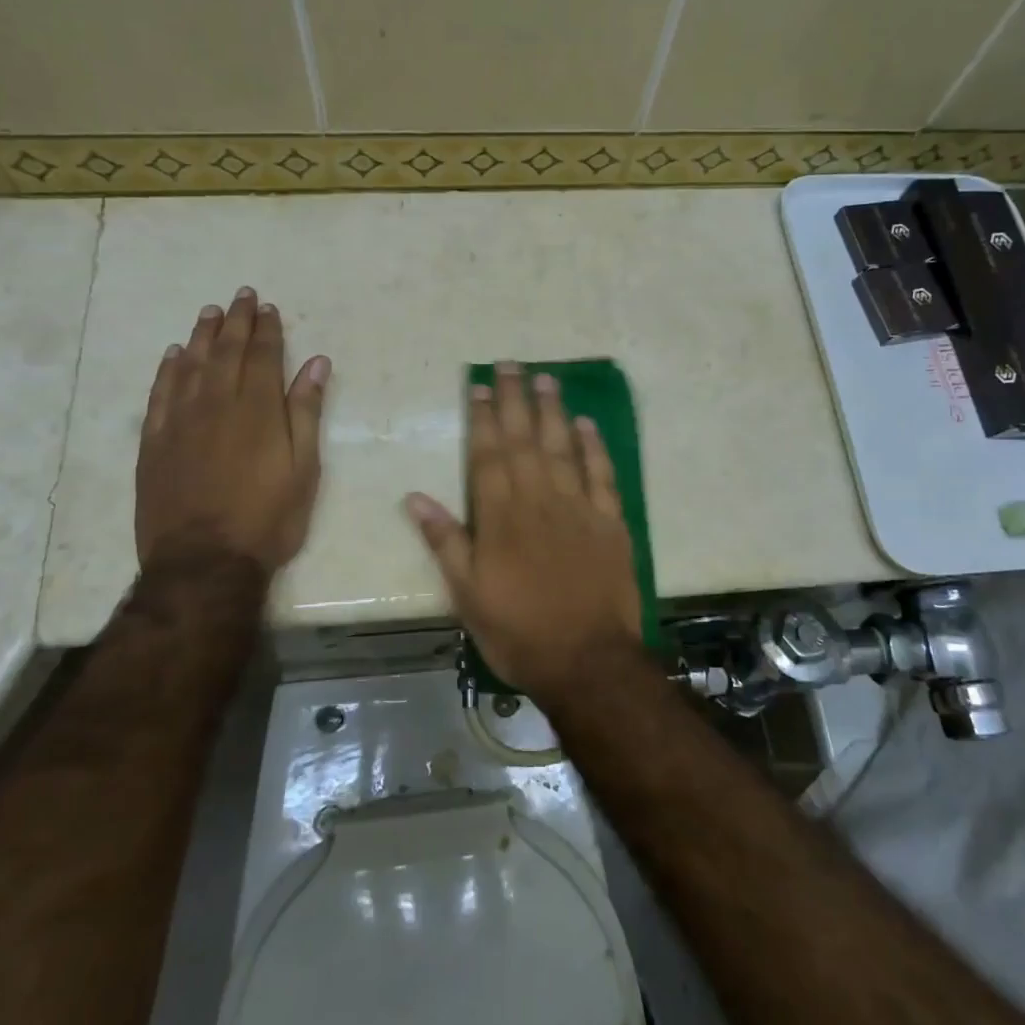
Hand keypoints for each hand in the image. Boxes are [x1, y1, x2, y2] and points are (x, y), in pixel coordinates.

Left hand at [135, 288, 328, 572]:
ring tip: (210, 312)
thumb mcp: (304, 468)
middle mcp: (216, 404)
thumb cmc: (268, 518)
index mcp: (258, 410)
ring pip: (190, 366)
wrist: (204, 561)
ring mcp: (180, 422)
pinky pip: (159, 394)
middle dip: (236, 321)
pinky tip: (174, 355)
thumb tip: (316, 364)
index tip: (268, 308)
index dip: (266, 330)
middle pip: (225, 352)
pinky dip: (167, 370)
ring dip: (202, 336)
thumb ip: (306, 412)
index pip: (262, 356)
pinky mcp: (154, 442)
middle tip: (241, 296)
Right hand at [405, 363, 643, 705]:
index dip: (483, 419)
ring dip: (553, 411)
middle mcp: (539, 502)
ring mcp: (578, 509)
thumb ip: (445, 542)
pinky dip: (594, 447)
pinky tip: (586, 424)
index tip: (479, 386)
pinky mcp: (610, 522)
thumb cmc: (519, 632)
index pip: (488, 456)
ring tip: (545, 378)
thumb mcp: (468, 595)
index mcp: (500, 518)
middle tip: (511, 364)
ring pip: (562, 448)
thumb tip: (414, 497)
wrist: (587, 660)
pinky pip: (601, 475)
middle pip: (524, 441)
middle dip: (515, 400)